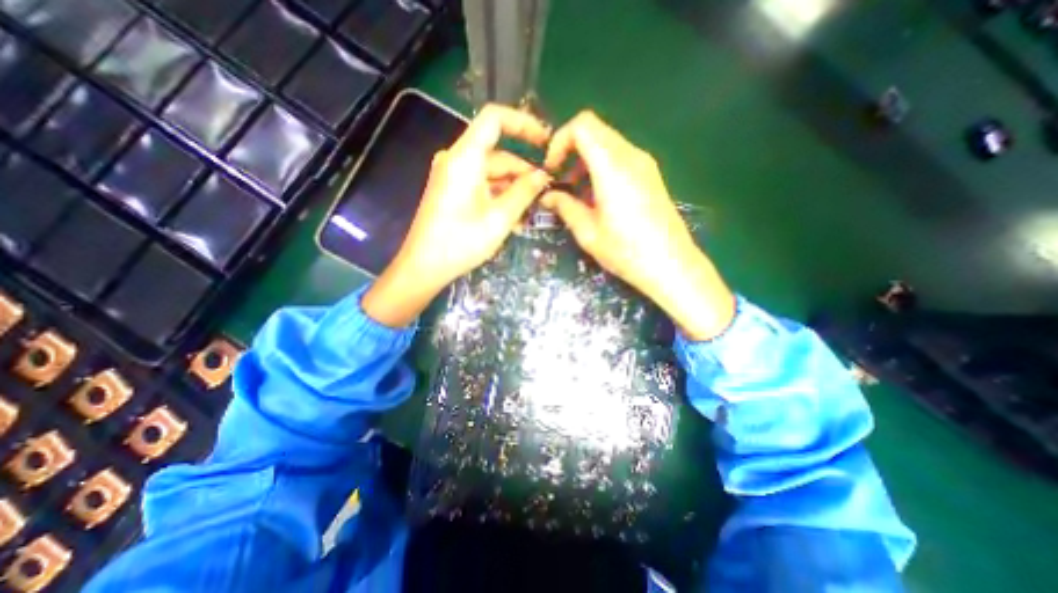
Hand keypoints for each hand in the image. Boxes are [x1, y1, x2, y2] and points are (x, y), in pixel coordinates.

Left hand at [366, 107, 554, 329]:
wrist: (424, 266)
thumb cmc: (461, 242)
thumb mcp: (500, 218)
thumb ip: (524, 192)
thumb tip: (544, 176)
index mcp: (465, 158)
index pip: (495, 119)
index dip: (524, 124)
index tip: (546, 142)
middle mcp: (456, 160)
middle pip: (498, 153)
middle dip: (524, 172)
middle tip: (546, 193)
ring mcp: (453, 176)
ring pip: (492, 173)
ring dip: (514, 189)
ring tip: (533, 212)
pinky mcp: (452, 191)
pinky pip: (482, 185)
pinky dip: (499, 197)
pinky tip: (515, 218)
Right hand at [538, 112, 736, 339]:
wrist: (672, 266)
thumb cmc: (627, 252)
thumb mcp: (588, 232)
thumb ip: (565, 207)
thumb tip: (548, 196)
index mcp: (613, 167)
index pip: (582, 125)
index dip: (560, 141)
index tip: (552, 169)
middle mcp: (631, 156)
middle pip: (594, 130)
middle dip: (570, 150)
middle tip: (561, 181)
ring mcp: (644, 164)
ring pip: (607, 143)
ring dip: (585, 160)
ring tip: (577, 193)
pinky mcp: (651, 175)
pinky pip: (620, 157)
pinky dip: (601, 167)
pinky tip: (597, 197)